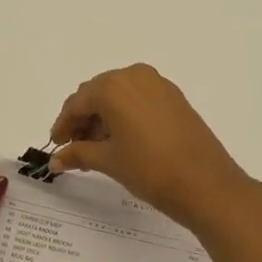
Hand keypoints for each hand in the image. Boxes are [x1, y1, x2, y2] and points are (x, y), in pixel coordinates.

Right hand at [47, 65, 257, 232]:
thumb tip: (55, 160)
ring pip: (119, 96)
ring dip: (103, 117)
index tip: (56, 146)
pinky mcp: (174, 97)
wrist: (207, 185)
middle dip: (83, 119)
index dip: (63, 125)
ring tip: (97, 148)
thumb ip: (78, 153)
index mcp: (113, 87)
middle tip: (74, 147)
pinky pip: (138, 99)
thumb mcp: (109, 161)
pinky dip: (124, 115)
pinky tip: (121, 140)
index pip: (77, 103)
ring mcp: (158, 84)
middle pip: (97, 94)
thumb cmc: (150, 170)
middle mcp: (134, 76)